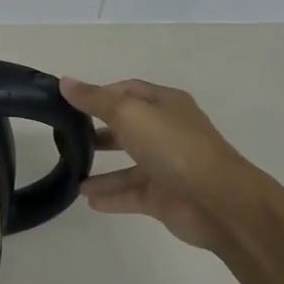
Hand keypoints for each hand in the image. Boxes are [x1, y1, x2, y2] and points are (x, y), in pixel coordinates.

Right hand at [59, 77, 258, 252]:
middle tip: (67, 137)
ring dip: (101, 168)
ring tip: (71, 173)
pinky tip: (87, 199)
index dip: (99, 94)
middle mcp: (167, 132)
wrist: (218, 202)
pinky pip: (132, 193)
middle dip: (98, 131)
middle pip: (128, 127)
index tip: (69, 103)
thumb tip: (64, 82)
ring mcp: (168, 166)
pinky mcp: (165, 197)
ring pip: (128, 164)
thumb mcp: (129, 114)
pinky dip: (111, 196)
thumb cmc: (173, 147)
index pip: (128, 91)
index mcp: (165, 104)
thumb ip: (95, 100)